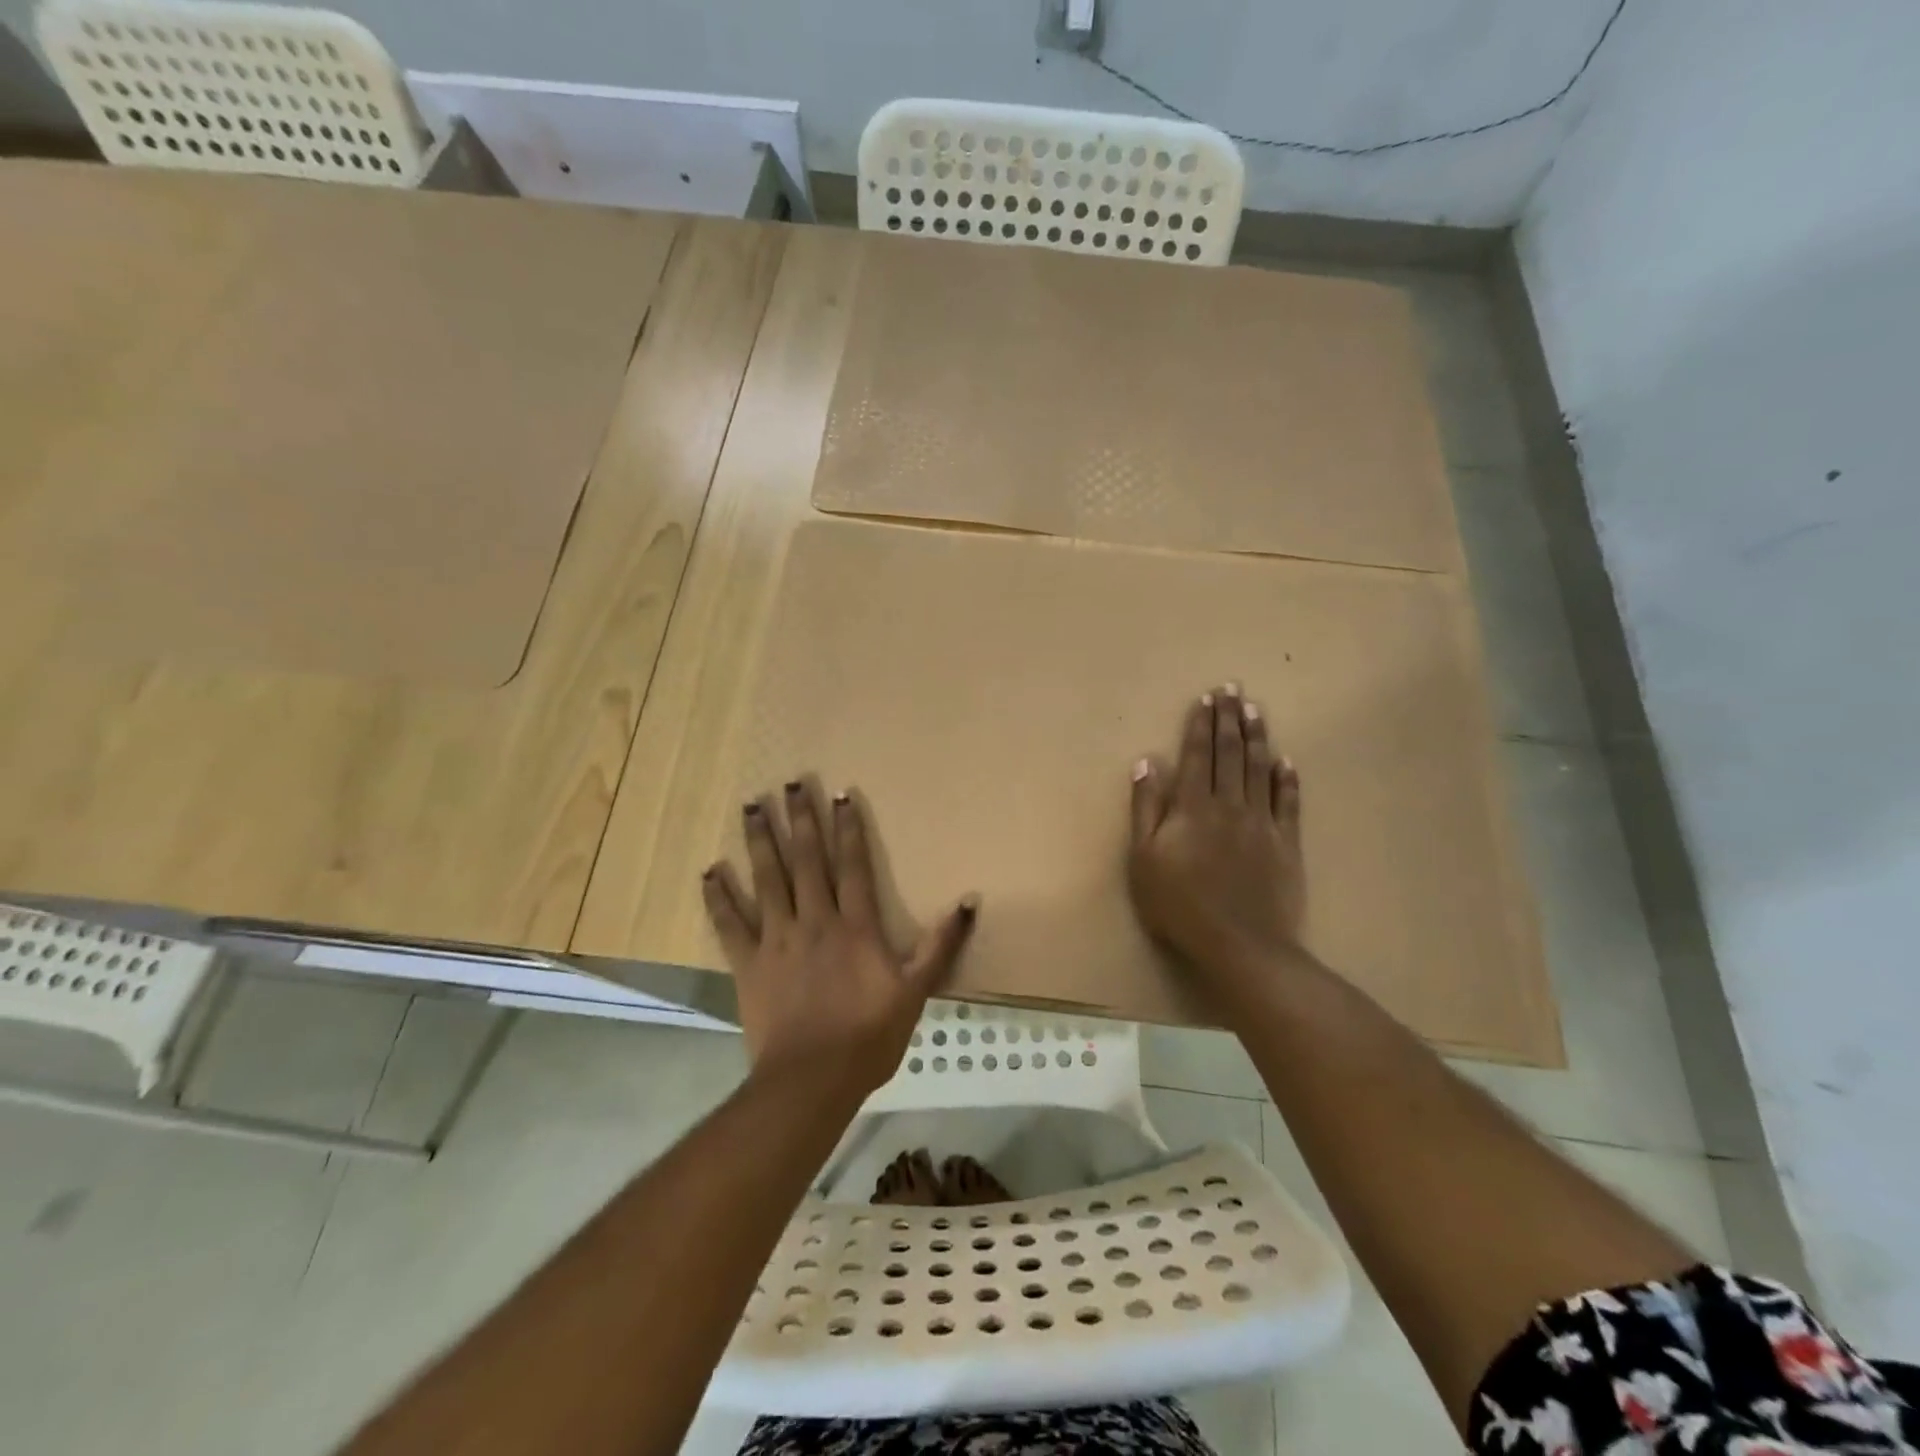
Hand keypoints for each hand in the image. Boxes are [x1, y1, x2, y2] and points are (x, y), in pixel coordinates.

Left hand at [702, 781, 978, 1099]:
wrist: (812, 1081)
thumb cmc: (868, 1036)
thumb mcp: (916, 991)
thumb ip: (941, 945)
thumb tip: (969, 901)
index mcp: (854, 925)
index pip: (852, 865)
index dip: (848, 828)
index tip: (839, 795)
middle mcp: (814, 920)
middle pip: (806, 860)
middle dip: (798, 819)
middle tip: (789, 783)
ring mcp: (776, 939)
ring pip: (767, 879)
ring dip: (759, 840)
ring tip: (750, 806)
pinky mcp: (748, 964)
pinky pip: (729, 924)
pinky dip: (718, 897)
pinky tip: (709, 871)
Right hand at [1127, 685, 1305, 1001]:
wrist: (1240, 943)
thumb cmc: (1179, 904)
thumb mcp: (1143, 858)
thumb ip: (1145, 808)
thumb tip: (1147, 763)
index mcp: (1192, 807)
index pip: (1197, 755)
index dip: (1201, 724)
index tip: (1206, 697)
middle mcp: (1229, 804)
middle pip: (1230, 754)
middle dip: (1229, 719)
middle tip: (1233, 689)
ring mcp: (1262, 823)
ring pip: (1260, 770)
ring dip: (1257, 738)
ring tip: (1256, 710)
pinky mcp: (1286, 844)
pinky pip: (1289, 803)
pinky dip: (1288, 780)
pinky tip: (1287, 761)